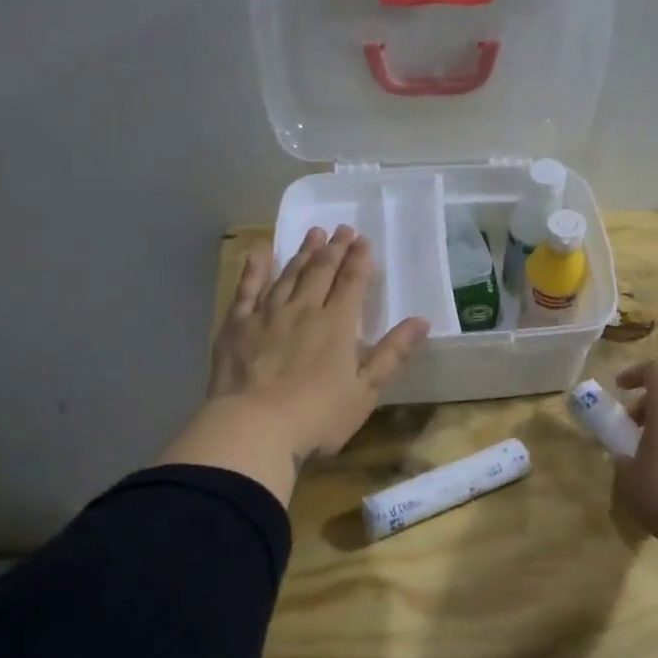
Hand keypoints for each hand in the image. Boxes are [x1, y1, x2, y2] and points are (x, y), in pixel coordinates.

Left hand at [208, 225, 428, 461]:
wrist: (254, 428)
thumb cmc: (317, 416)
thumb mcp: (365, 391)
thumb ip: (392, 354)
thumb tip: (421, 321)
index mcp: (337, 325)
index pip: (352, 282)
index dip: (359, 260)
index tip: (363, 240)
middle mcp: (303, 309)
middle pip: (321, 271)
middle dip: (334, 249)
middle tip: (341, 229)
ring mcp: (267, 314)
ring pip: (289, 274)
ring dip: (303, 252)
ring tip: (313, 233)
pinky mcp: (236, 325)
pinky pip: (247, 288)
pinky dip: (255, 267)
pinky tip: (259, 250)